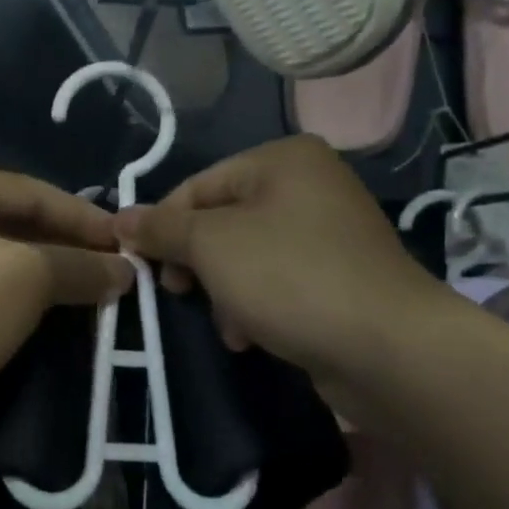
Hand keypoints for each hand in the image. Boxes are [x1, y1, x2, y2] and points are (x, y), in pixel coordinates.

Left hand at [0, 158, 133, 427]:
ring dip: (42, 277)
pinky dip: (12, 298)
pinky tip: (45, 315)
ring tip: (90, 293)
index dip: (84, 219)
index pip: (31, 191)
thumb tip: (124, 272)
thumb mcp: (25, 278)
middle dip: (64, 250)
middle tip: (112, 271)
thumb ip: (79, 267)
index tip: (127, 244)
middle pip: (12, 223)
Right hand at [113, 136, 446, 384]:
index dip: (162, 225)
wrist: (389, 349)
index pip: (198, 185)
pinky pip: (277, 282)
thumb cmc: (291, 278)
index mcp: (283, 160)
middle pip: (222, 221)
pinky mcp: (340, 277)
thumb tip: (120, 219)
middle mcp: (310, 186)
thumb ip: (162, 228)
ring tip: (228, 325)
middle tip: (180, 293)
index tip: (140, 265)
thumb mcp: (211, 245)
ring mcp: (330, 233)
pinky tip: (251, 336)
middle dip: (196, 263)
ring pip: (247, 256)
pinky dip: (256, 305)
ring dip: (224, 291)